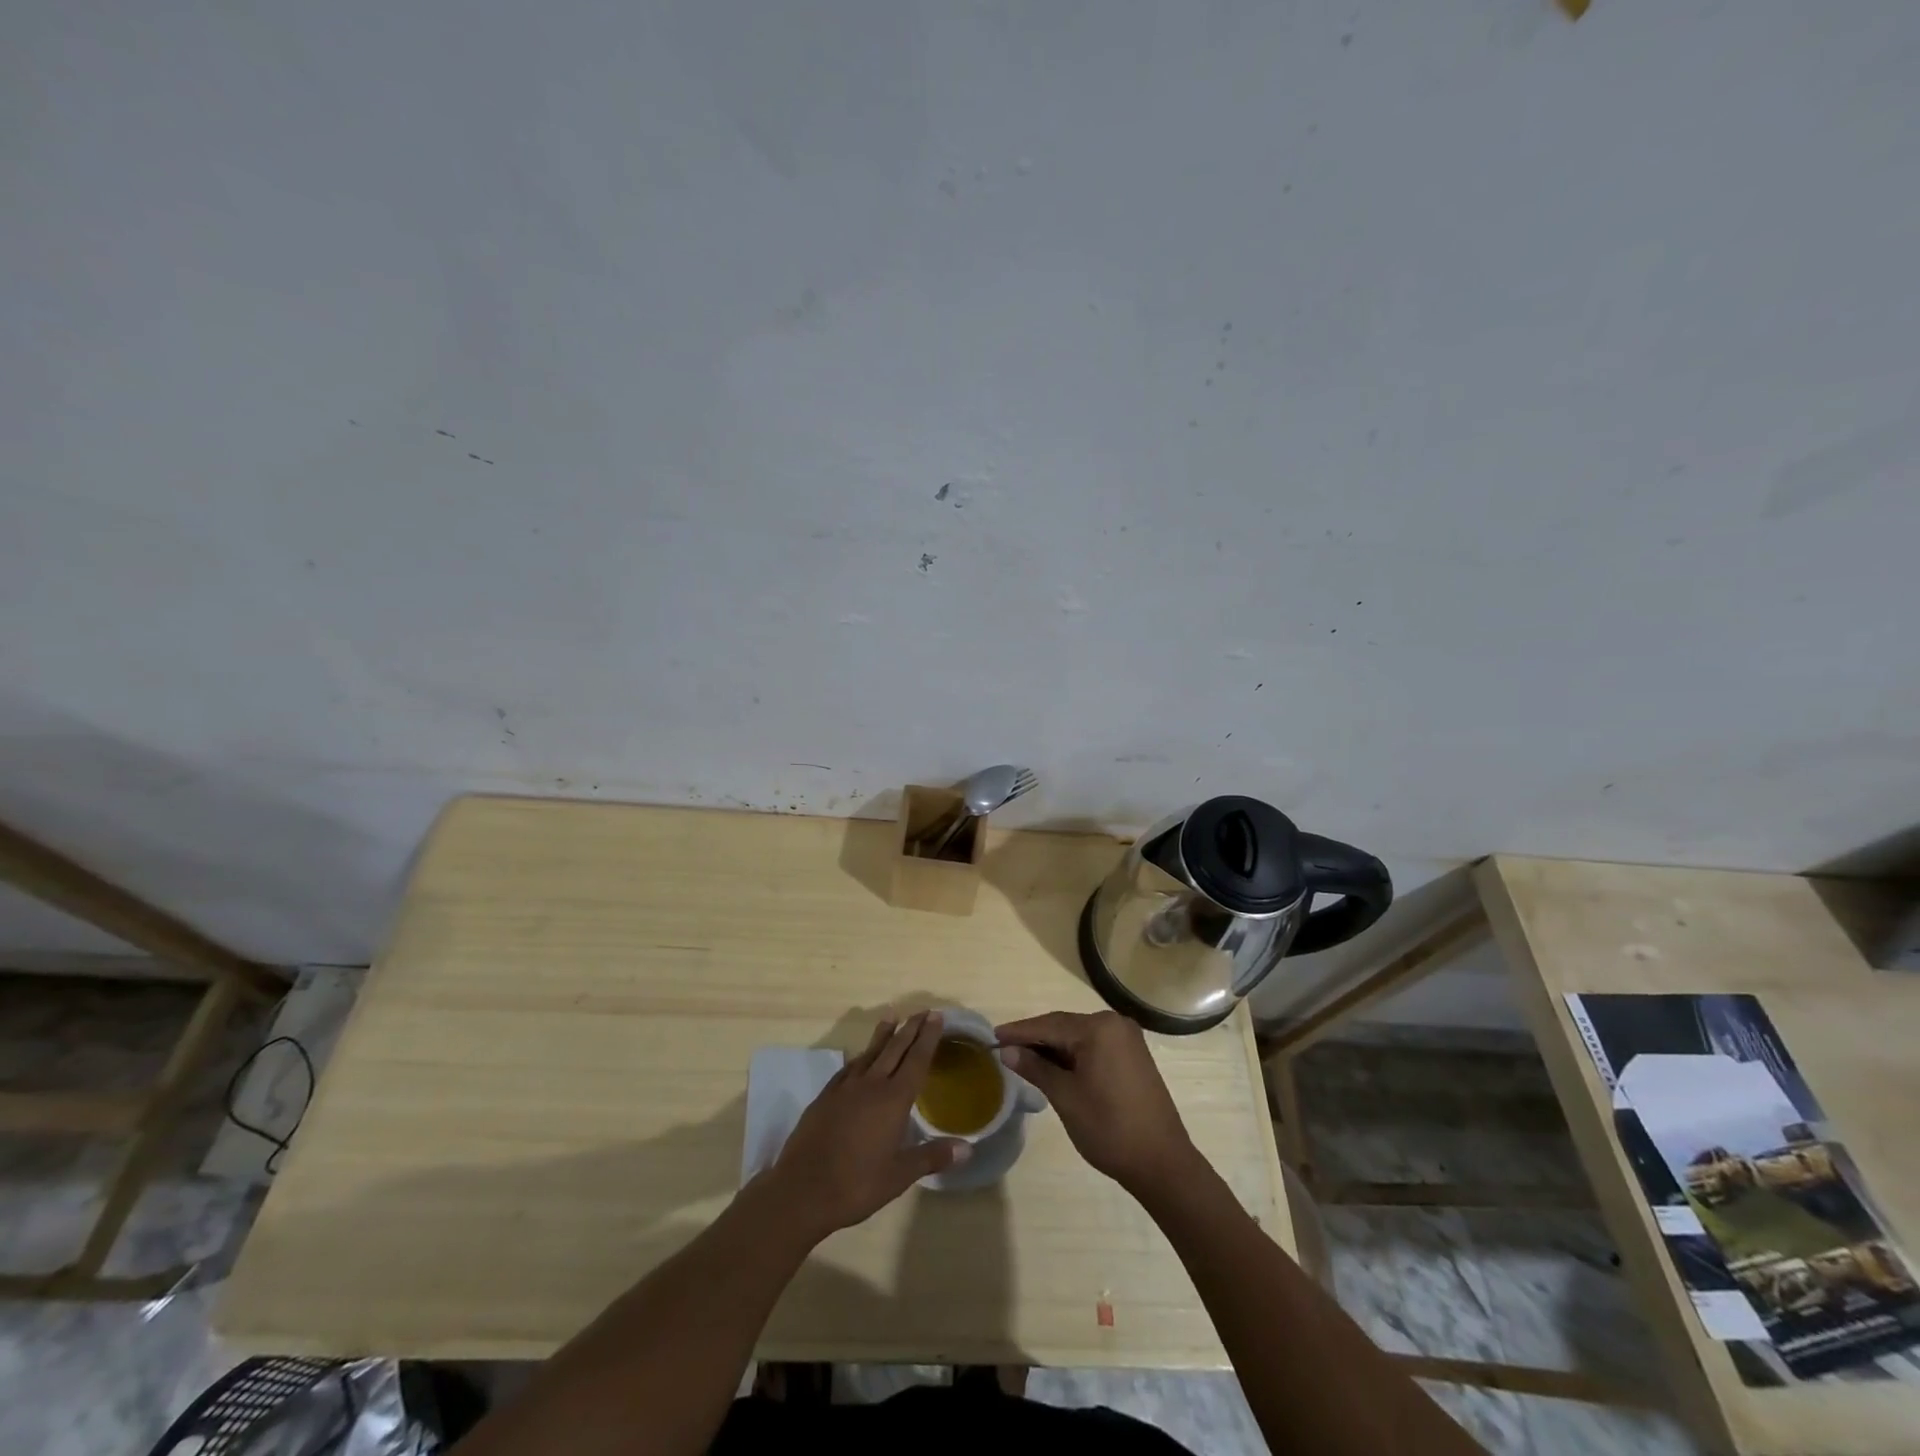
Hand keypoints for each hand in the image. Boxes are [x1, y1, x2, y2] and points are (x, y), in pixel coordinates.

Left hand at [764, 1010, 969, 1243]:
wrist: (801, 1190)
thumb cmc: (856, 1184)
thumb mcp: (899, 1176)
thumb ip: (932, 1157)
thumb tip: (968, 1148)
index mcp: (893, 1100)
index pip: (916, 1060)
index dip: (928, 1037)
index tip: (936, 1016)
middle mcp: (871, 1085)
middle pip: (894, 1048)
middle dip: (910, 1028)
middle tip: (922, 1010)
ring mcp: (845, 1088)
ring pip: (870, 1052)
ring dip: (883, 1034)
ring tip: (892, 1016)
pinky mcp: (825, 1096)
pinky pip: (849, 1067)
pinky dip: (861, 1056)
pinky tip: (860, 1057)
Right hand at [994, 1010, 1199, 1197]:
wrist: (1162, 1163)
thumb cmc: (1109, 1128)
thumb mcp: (1065, 1097)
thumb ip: (1036, 1068)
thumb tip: (1007, 1051)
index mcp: (1099, 1028)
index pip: (1049, 1024)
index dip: (1019, 1032)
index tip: (992, 1036)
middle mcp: (1115, 1024)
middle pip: (1064, 1026)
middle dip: (1035, 1038)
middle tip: (1004, 1049)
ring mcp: (1127, 1039)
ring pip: (1079, 1037)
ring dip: (1053, 1047)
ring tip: (1023, 1058)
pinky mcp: (1133, 1056)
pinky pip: (1094, 1046)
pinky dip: (1073, 1055)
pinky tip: (1054, 1067)